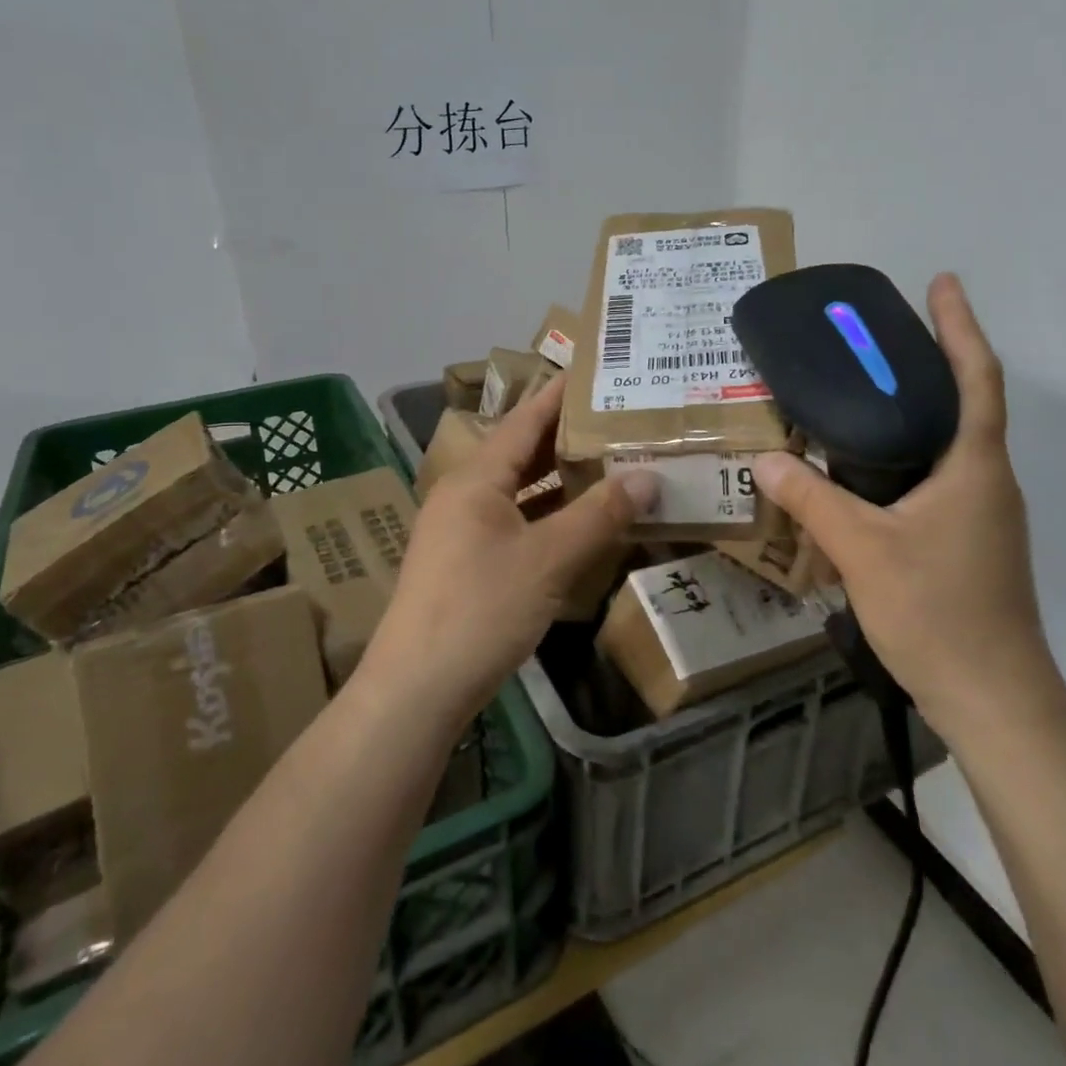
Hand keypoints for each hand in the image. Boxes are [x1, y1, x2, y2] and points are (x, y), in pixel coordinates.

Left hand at [361, 378, 655, 730]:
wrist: (416, 690)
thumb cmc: (481, 610)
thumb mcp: (549, 559)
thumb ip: (600, 515)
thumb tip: (648, 476)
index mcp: (477, 478)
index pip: (524, 420)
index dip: (558, 396)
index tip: (595, 374)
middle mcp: (465, 494)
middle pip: (521, 452)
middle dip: (567, 436)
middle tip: (616, 419)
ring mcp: (462, 531)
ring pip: (519, 490)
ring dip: (560, 479)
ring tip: (608, 462)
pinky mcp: (467, 564)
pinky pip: (515, 522)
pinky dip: (549, 515)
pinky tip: (581, 522)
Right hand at [753, 274, 1065, 749]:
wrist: (993, 698)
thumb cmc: (937, 613)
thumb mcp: (862, 550)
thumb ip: (812, 500)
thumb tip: (766, 458)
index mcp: (975, 467)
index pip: (977, 378)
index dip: (960, 326)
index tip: (941, 282)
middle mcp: (988, 481)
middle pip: (965, 403)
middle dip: (931, 361)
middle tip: (877, 338)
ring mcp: (983, 514)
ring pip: (950, 445)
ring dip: (917, 411)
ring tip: (863, 396)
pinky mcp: (970, 541)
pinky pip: (938, 479)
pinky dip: (907, 456)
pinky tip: (866, 471)